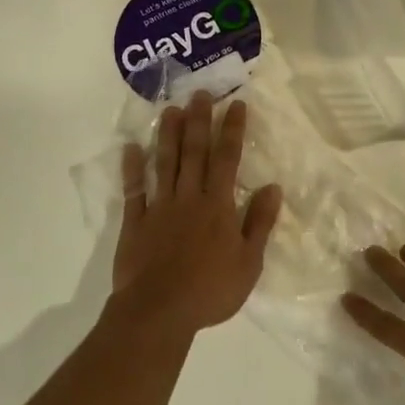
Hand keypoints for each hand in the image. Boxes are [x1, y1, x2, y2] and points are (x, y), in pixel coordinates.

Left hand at [110, 90, 282, 338]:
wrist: (159, 311)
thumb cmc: (210, 290)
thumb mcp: (249, 263)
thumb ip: (260, 222)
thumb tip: (274, 187)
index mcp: (218, 206)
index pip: (228, 159)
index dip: (232, 130)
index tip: (236, 104)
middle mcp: (189, 197)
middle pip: (195, 152)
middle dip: (199, 120)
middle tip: (200, 93)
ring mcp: (160, 207)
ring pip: (165, 162)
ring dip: (168, 134)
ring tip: (170, 108)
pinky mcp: (136, 222)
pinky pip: (134, 189)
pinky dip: (132, 168)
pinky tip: (131, 147)